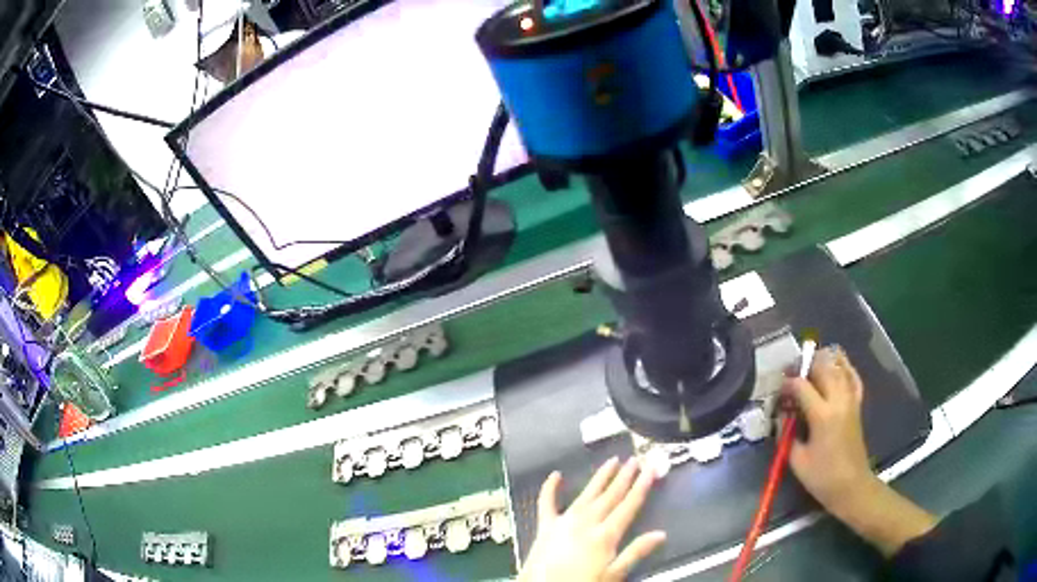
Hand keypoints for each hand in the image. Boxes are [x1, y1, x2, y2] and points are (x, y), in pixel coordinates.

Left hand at [518, 457, 666, 581]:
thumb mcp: (613, 575)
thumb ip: (635, 553)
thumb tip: (662, 534)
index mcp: (605, 535)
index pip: (628, 506)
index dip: (641, 486)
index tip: (651, 469)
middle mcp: (586, 522)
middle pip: (610, 496)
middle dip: (624, 477)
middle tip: (635, 459)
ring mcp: (564, 522)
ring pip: (587, 494)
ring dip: (600, 478)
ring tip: (612, 461)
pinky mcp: (545, 527)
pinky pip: (547, 503)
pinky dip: (550, 488)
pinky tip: (555, 475)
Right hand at [784, 347, 935, 555]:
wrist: (851, 485)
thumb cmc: (822, 477)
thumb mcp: (797, 460)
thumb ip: (787, 435)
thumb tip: (782, 416)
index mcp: (822, 415)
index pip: (802, 386)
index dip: (787, 384)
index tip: (778, 391)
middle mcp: (838, 400)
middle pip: (823, 367)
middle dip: (805, 365)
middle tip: (792, 374)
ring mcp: (851, 400)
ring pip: (839, 367)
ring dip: (823, 361)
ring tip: (809, 366)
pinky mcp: (857, 404)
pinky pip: (853, 377)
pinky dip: (845, 366)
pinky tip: (836, 365)